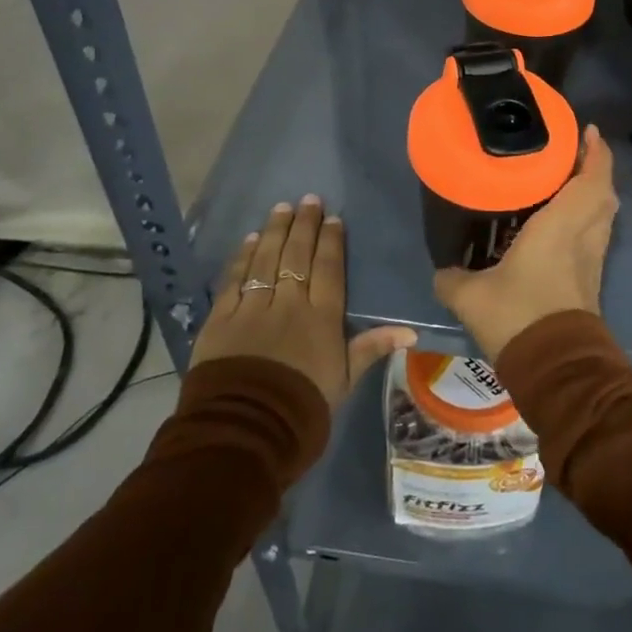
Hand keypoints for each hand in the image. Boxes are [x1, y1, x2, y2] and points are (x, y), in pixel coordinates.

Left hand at [191, 196, 414, 406]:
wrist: (246, 432)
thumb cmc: (303, 409)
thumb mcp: (344, 381)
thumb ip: (371, 349)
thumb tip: (411, 331)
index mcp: (321, 318)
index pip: (328, 269)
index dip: (331, 241)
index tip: (333, 217)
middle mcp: (289, 304)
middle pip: (297, 256)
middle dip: (304, 225)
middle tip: (308, 199)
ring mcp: (252, 308)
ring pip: (265, 260)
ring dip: (274, 231)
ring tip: (281, 208)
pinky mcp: (221, 319)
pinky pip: (234, 280)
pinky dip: (241, 257)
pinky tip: (248, 240)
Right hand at [433, 126, 617, 362]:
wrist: (556, 369)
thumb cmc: (518, 316)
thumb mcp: (471, 297)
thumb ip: (452, 278)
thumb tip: (440, 271)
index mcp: (561, 226)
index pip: (590, 180)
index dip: (595, 153)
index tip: (589, 131)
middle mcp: (583, 237)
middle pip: (604, 194)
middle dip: (596, 170)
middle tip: (573, 154)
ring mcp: (592, 260)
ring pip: (604, 216)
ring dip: (594, 194)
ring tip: (568, 182)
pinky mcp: (591, 281)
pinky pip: (596, 236)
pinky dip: (588, 219)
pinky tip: (562, 224)